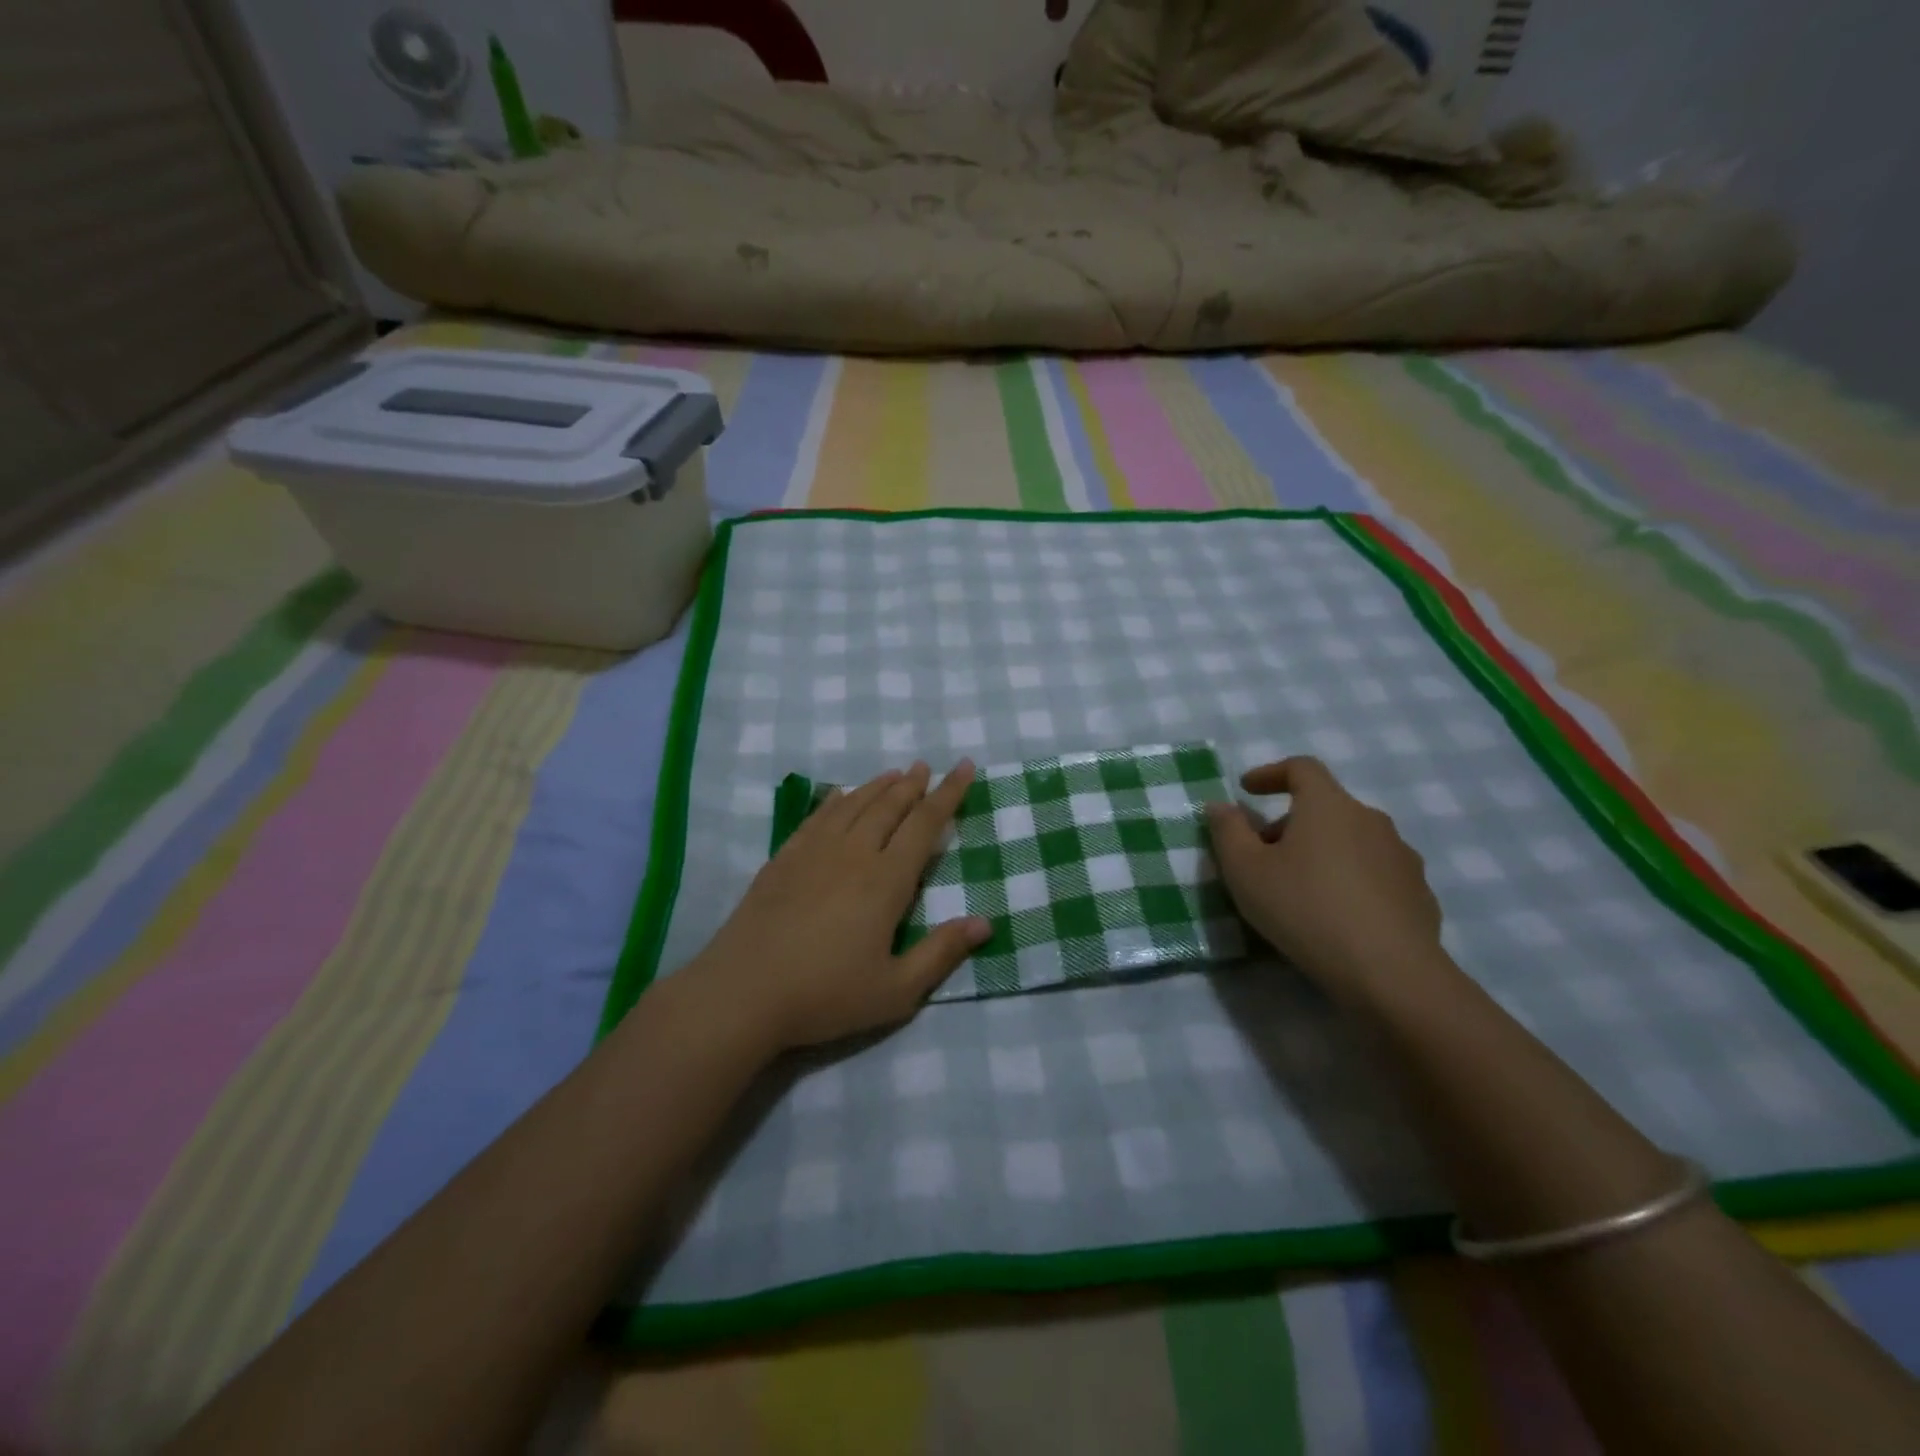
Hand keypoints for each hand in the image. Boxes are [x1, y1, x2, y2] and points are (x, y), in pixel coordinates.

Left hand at [688, 760, 990, 1052]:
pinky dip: (835, 801)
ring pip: (853, 805)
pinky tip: (838, 795)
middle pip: (889, 806)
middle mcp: (852, 854)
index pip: (925, 825)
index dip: (948, 794)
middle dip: (913, 784)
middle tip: (926, 766)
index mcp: (885, 881)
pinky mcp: (783, 860)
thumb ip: (941, 953)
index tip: (963, 767)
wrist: (742, 994)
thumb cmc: (825, 995)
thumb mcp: (895, 990)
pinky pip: (816, 817)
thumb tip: (985, 923)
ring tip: (894, 772)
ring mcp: (813, 852)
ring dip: (877, 786)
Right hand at [1206, 756, 1442, 997]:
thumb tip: (1221, 806)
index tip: (1247, 790)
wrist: (1390, 973)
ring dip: (1322, 852)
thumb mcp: (1245, 871)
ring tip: (1300, 890)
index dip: (1270, 772)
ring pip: (1351, 840)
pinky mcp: (1419, 893)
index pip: (1301, 768)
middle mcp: (1370, 820)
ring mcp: (1401, 856)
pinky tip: (1336, 916)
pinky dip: (1350, 880)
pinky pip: (1375, 873)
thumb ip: (1227, 831)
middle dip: (1289, 824)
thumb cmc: (1305, 909)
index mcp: (1328, 805)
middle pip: (1325, 807)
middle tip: (1263, 857)